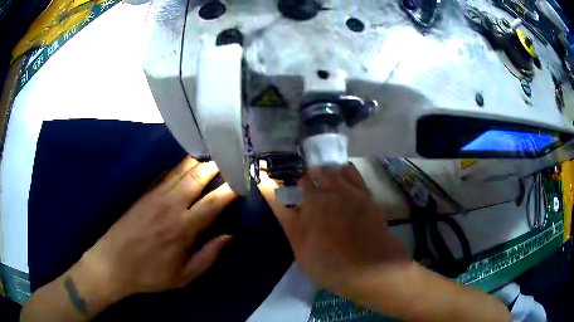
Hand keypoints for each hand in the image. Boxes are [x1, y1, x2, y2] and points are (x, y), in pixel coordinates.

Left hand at [83, 156, 236, 299]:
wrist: (113, 263)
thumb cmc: (150, 274)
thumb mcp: (183, 276)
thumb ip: (208, 256)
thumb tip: (228, 236)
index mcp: (183, 227)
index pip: (213, 202)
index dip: (230, 189)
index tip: (243, 180)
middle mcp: (171, 205)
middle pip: (198, 176)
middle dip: (216, 165)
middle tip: (230, 158)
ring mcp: (155, 195)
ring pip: (182, 169)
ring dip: (199, 161)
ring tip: (213, 155)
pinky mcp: (144, 192)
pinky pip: (166, 173)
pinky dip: (179, 165)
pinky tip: (186, 162)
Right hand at [258, 164, 407, 296]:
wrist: (372, 268)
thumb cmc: (329, 263)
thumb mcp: (299, 247)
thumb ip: (286, 218)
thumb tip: (268, 191)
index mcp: (312, 201)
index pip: (299, 182)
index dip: (292, 184)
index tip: (290, 189)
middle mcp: (332, 190)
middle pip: (316, 172)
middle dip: (309, 176)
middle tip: (306, 187)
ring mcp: (352, 191)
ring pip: (334, 170)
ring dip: (325, 172)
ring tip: (322, 178)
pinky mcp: (367, 195)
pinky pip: (354, 174)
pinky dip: (345, 170)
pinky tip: (342, 173)